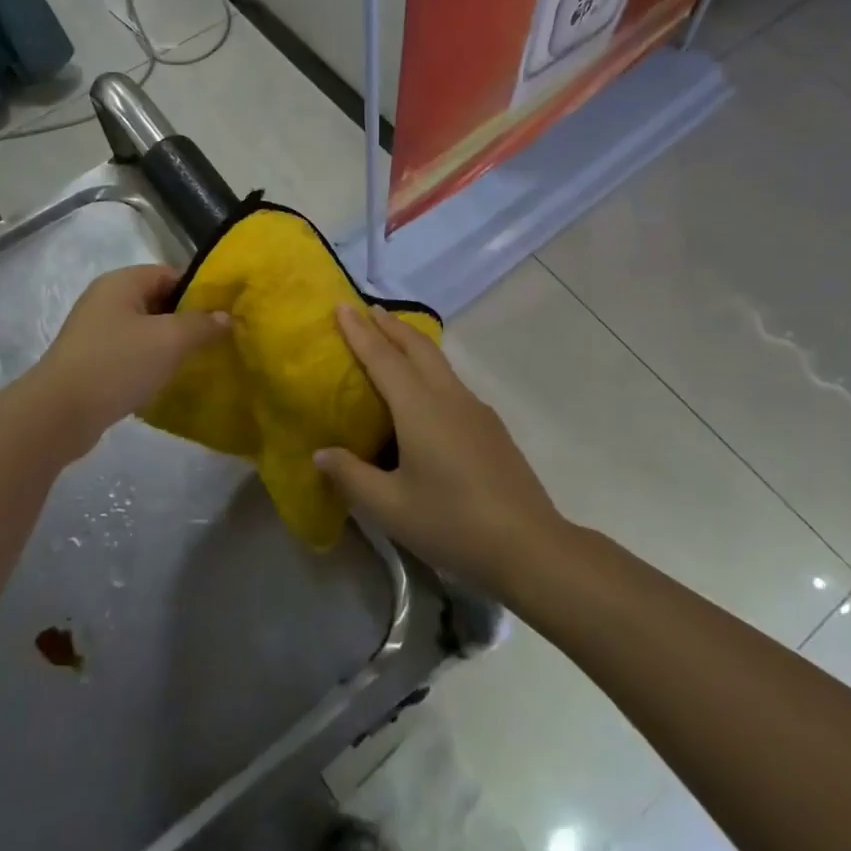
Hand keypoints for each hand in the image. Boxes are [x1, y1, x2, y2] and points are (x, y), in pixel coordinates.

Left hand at [35, 265, 228, 453]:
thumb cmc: (117, 364)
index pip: (171, 274)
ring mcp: (95, 331)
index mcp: (122, 282)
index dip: (200, 291)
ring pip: (145, 329)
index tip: (223, 314)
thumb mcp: (170, 340)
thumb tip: (225, 316)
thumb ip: (202, 324)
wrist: (58, 415)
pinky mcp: (90, 361)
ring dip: (168, 344)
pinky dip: (149, 362)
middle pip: (158, 300)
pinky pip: (130, 353)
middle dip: (187, 319)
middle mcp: (106, 299)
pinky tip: (165, 380)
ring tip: (195, 362)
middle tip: (215, 340)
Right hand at [319, 305, 564, 595]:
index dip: (359, 332)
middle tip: (367, 310)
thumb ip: (352, 476)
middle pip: (417, 347)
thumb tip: (321, 453)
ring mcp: (475, 409)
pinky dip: (429, 368)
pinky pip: (452, 381)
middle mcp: (448, 397)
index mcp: (420, 408)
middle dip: (391, 325)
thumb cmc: (452, 523)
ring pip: (439, 361)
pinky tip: (425, 392)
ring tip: (392, 340)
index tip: (341, 305)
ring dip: (412, 343)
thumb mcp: (391, 507)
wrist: (529, 545)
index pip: (383, 358)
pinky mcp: (490, 426)